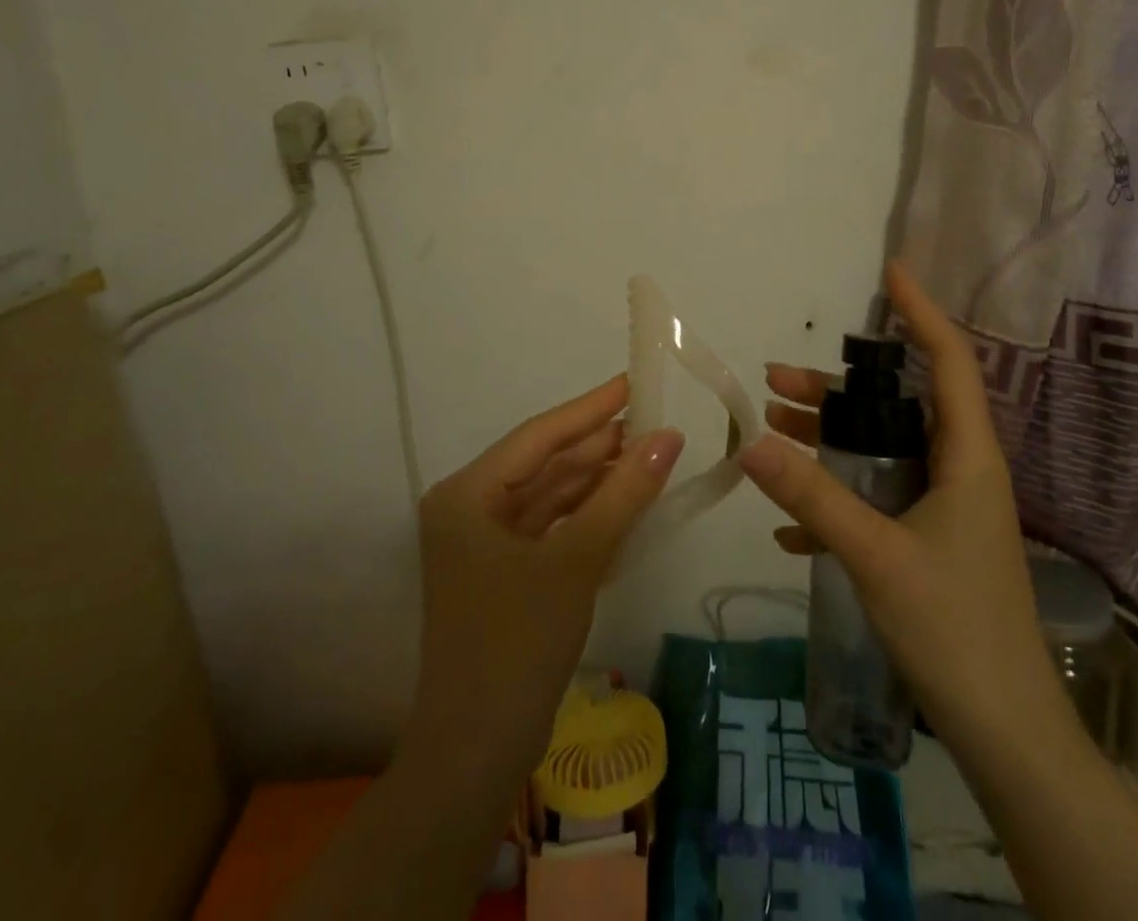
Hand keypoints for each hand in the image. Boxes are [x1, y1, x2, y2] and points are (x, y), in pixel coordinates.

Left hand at [406, 374, 684, 782]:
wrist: (476, 756)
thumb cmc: (517, 644)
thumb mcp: (576, 561)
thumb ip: (623, 494)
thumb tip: (669, 437)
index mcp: (468, 494)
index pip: (539, 436)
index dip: (590, 408)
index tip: (634, 382)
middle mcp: (470, 508)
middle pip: (544, 463)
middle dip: (598, 445)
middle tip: (655, 420)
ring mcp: (485, 543)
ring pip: (550, 495)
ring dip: (597, 478)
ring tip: (650, 453)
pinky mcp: (504, 572)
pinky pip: (551, 526)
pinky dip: (588, 514)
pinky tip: (626, 499)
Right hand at [738, 263, 1057, 732]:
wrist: (1007, 735)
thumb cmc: (955, 629)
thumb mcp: (875, 555)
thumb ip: (813, 495)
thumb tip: (749, 442)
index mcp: (967, 457)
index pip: (948, 361)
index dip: (921, 312)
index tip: (890, 272)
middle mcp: (958, 471)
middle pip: (896, 406)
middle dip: (836, 388)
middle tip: (775, 377)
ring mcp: (944, 509)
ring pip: (880, 452)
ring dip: (827, 440)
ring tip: (768, 430)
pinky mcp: (928, 545)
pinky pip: (876, 501)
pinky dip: (835, 501)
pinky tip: (790, 526)